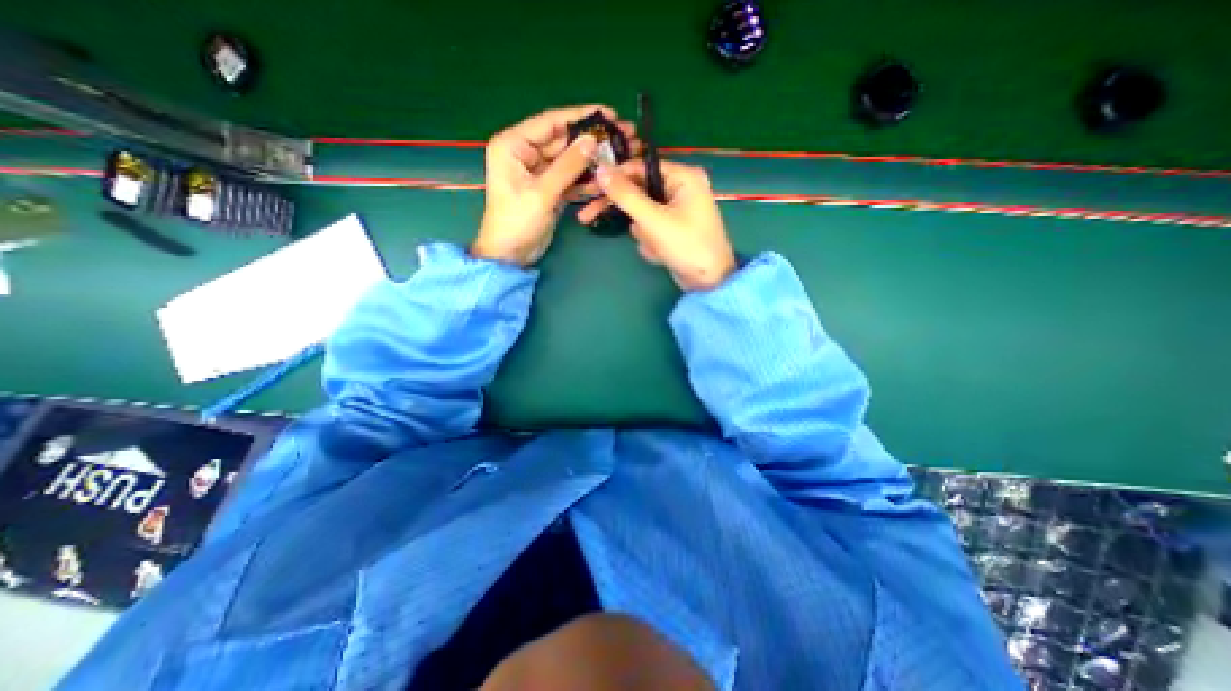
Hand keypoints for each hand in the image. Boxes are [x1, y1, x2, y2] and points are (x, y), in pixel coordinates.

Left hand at [476, 106, 639, 267]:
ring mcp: (539, 172)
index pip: (551, 123)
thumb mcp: (542, 193)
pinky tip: (605, 179)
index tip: (610, 113)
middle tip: (621, 137)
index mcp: (514, 144)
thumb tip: (593, 140)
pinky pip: (570, 178)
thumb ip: (568, 166)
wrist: (510, 255)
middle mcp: (526, 153)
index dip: (580, 116)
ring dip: (592, 161)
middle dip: (591, 141)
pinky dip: (585, 180)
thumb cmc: (517, 222)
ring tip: (620, 156)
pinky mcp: (549, 189)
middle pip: (563, 141)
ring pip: (570, 161)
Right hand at [584, 160, 733, 292]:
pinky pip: (651, 228)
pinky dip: (651, 242)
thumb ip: (626, 195)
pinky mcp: (673, 228)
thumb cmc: (687, 246)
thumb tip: (600, 170)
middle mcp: (680, 188)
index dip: (613, 177)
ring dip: (643, 233)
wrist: (709, 282)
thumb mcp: (653, 220)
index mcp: (682, 176)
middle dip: (623, 212)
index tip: (588, 187)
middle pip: (638, 191)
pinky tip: (661, 254)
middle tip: (586, 217)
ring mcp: (677, 210)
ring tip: (657, 247)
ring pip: (642, 214)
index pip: (639, 167)